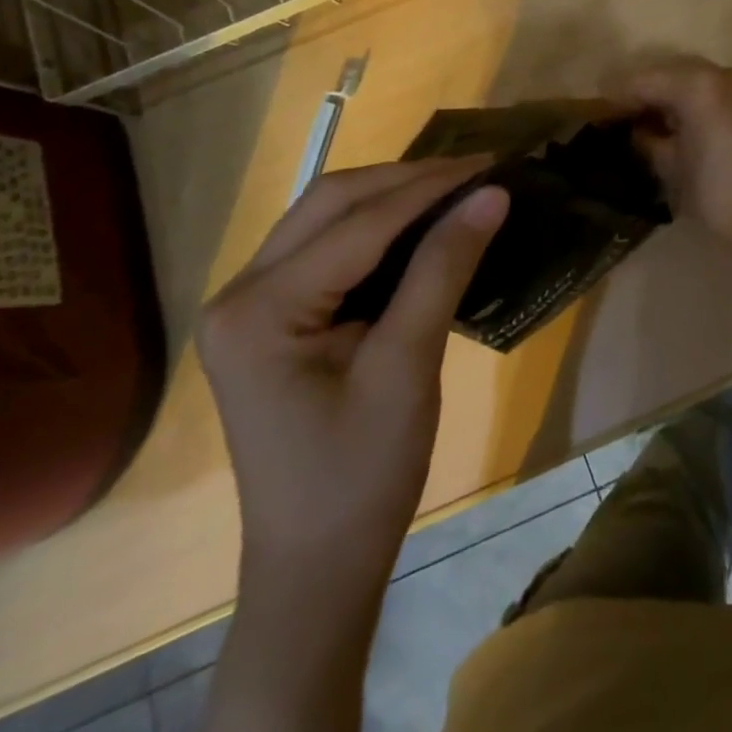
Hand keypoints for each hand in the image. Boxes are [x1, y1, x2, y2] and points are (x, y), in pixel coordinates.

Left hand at [197, 160, 508, 573]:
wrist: (317, 567)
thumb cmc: (362, 477)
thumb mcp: (408, 367)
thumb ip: (444, 268)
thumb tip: (492, 194)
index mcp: (259, 310)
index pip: (358, 223)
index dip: (429, 188)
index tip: (491, 164)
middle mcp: (238, 293)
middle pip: (330, 204)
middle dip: (406, 180)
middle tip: (474, 171)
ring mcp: (248, 304)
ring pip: (325, 218)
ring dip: (390, 197)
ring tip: (454, 187)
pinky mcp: (269, 317)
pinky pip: (325, 248)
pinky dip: (375, 228)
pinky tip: (418, 225)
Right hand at [615, 56, 731, 254]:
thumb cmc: (715, 192)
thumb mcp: (669, 165)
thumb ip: (646, 138)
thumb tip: (636, 130)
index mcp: (698, 85)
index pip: (645, 81)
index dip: (617, 96)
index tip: (596, 110)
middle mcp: (721, 74)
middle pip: (668, 74)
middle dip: (642, 92)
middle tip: (617, 115)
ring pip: (690, 79)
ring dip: (667, 95)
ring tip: (643, 120)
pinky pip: (710, 90)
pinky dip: (690, 101)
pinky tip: (674, 123)